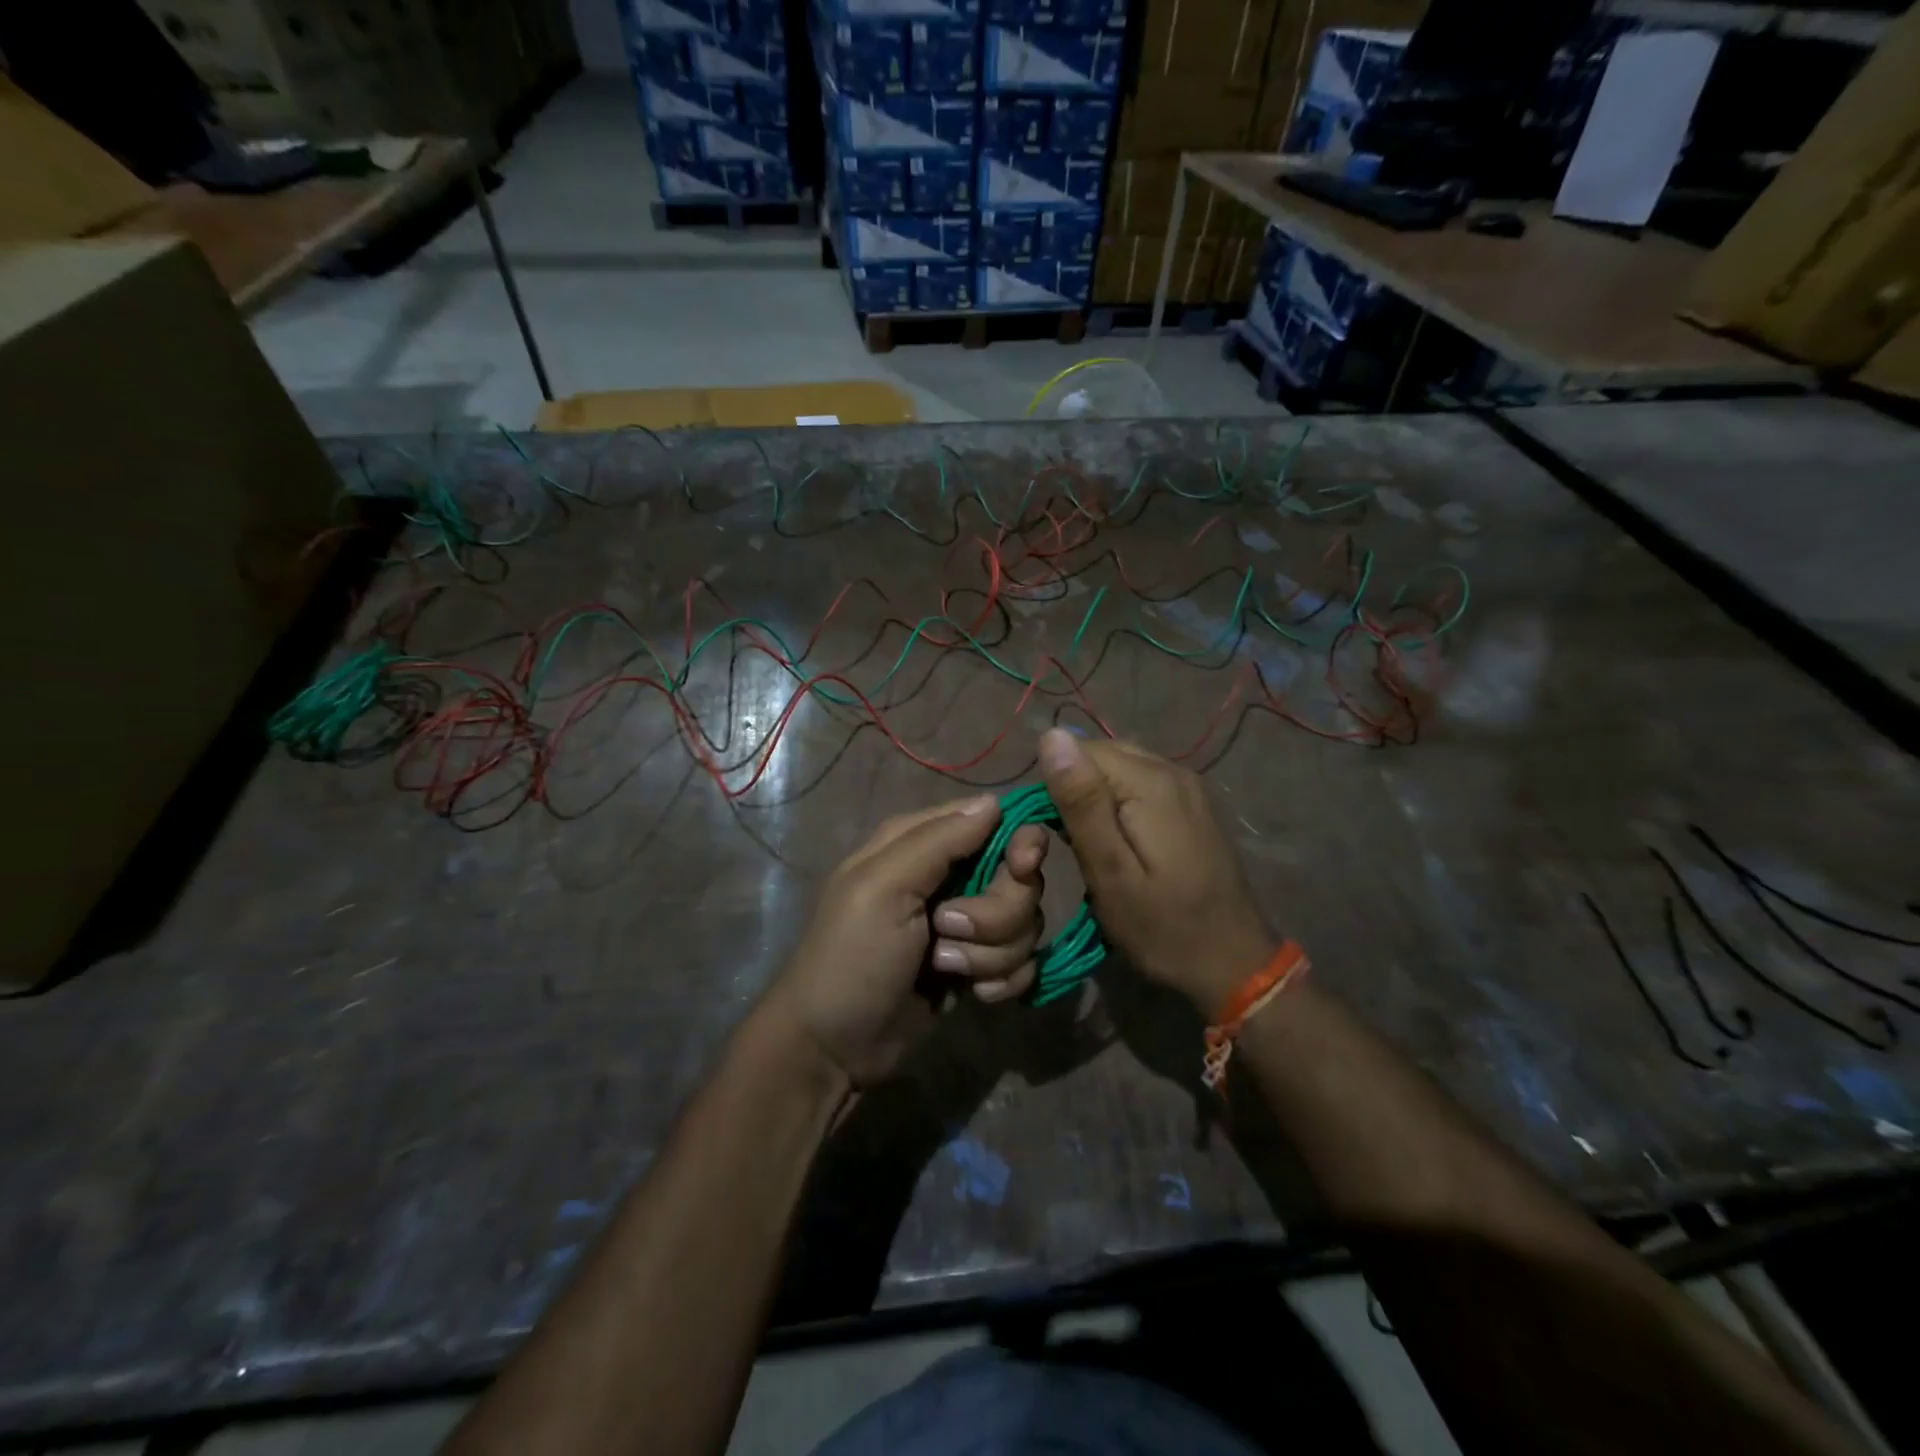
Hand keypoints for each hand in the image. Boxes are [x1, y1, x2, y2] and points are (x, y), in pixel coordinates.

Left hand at [762, 795, 1047, 1086]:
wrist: (836, 1047)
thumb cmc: (852, 957)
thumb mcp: (883, 888)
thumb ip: (939, 840)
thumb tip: (995, 801)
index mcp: (921, 843)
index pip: (993, 819)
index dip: (1018, 842)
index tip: (1022, 868)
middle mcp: (951, 876)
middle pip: (1019, 877)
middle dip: (997, 913)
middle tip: (948, 931)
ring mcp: (968, 924)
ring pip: (1025, 922)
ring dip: (992, 952)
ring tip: (944, 967)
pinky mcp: (979, 964)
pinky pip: (1022, 961)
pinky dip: (1002, 979)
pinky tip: (970, 993)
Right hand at [1038, 730, 1273, 1018]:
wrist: (1233, 963)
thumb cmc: (1163, 927)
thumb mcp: (1110, 872)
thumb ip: (1081, 803)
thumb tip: (1052, 736)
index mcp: (1150, 781)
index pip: (1078, 750)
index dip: (1056, 787)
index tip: (1055, 837)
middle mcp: (1172, 769)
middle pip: (1100, 754)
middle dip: (1075, 791)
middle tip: (1073, 846)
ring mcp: (1187, 785)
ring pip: (1118, 767)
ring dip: (1095, 798)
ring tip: (1093, 847)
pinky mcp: (1192, 802)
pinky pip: (1140, 783)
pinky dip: (1118, 804)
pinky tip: (1119, 842)